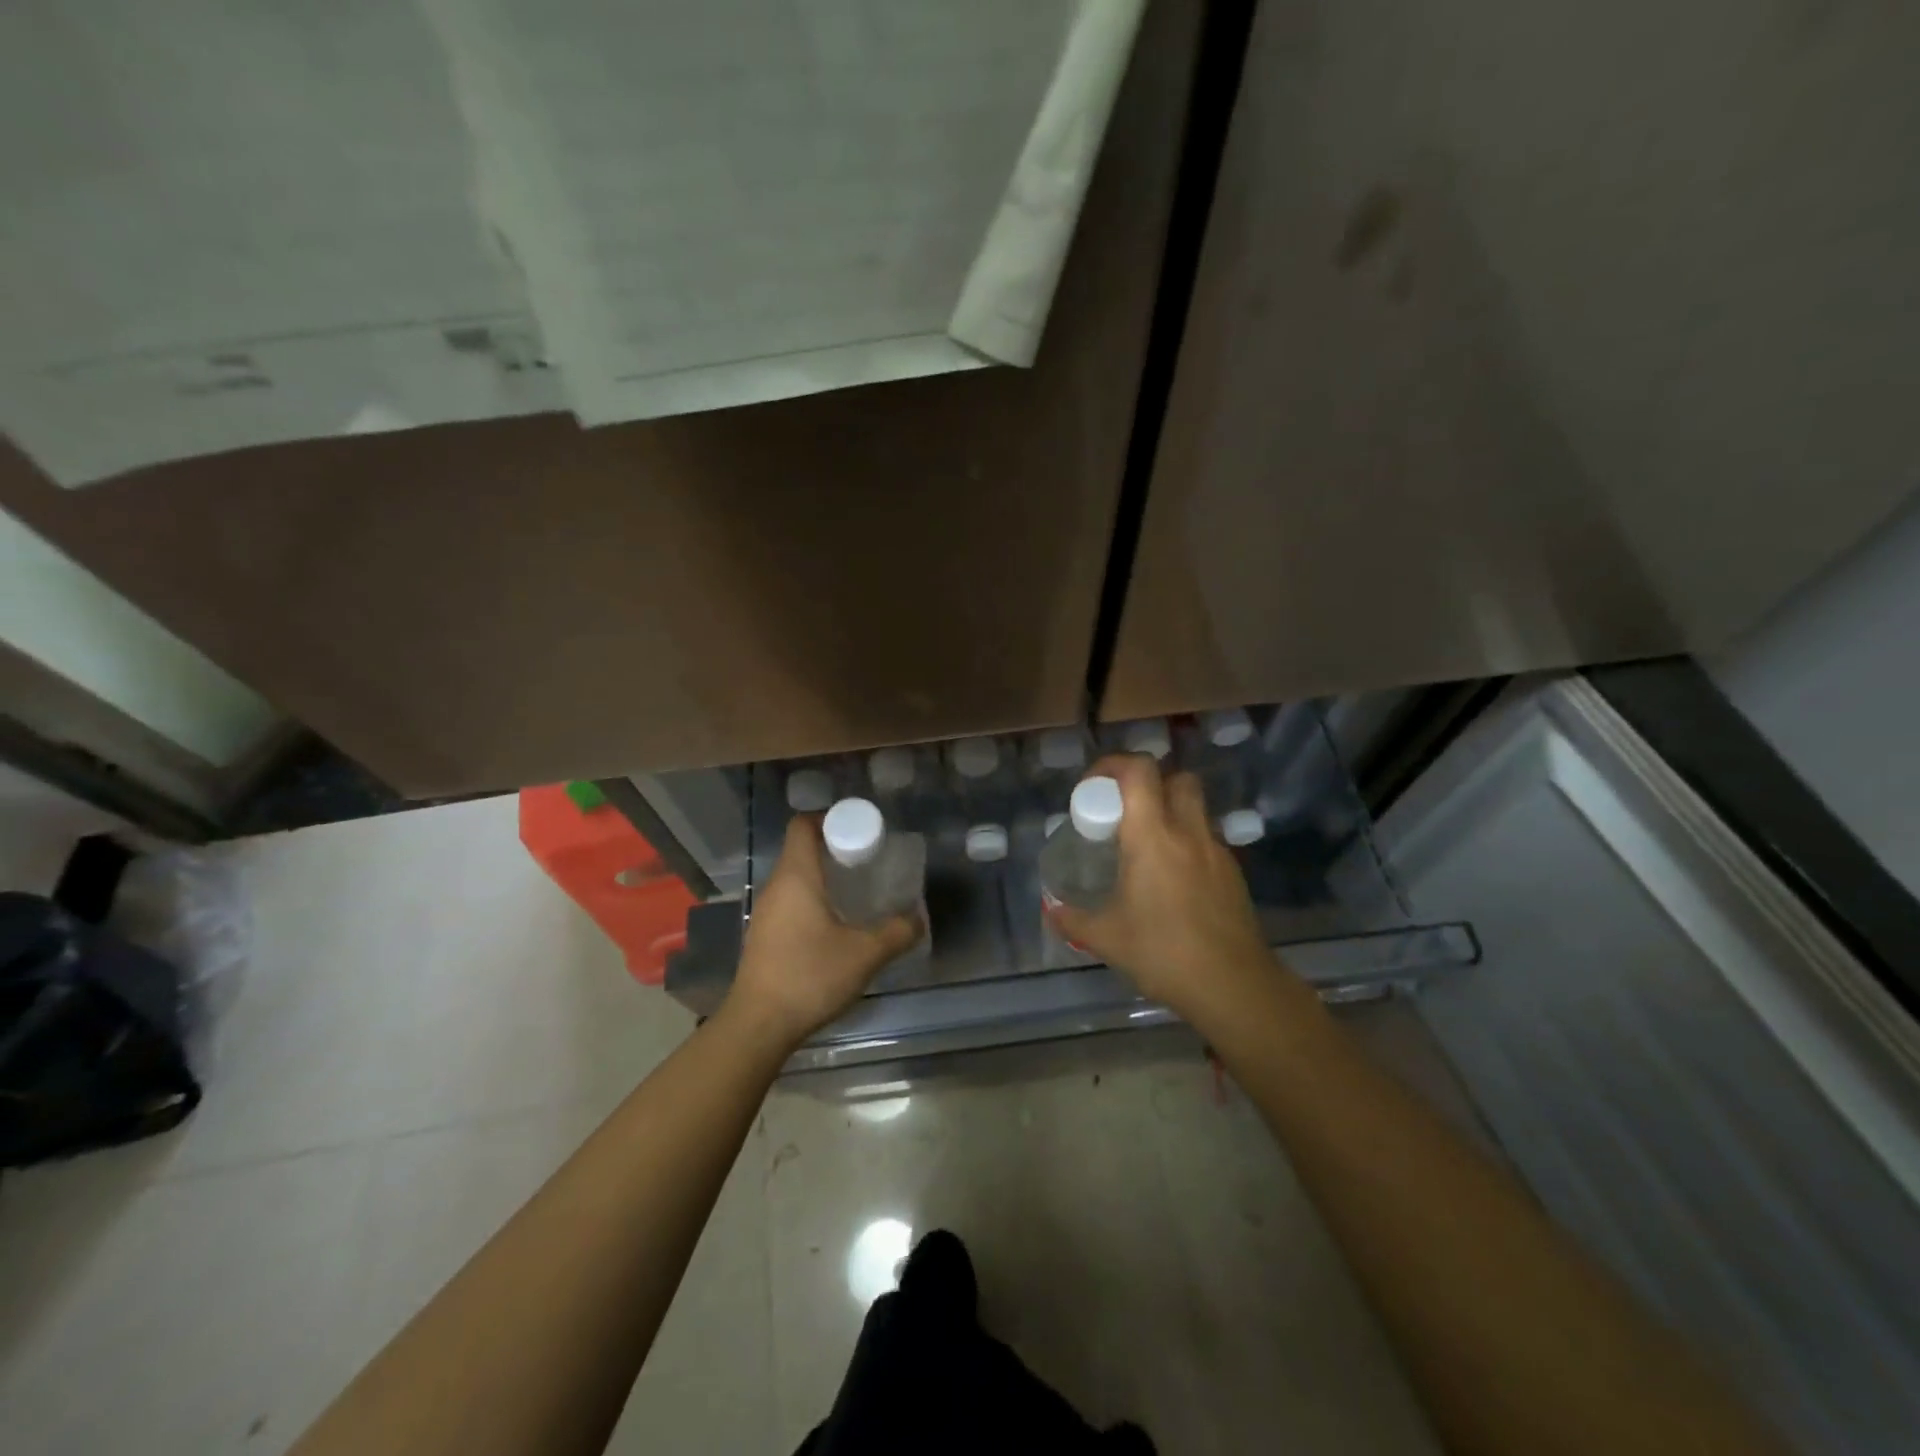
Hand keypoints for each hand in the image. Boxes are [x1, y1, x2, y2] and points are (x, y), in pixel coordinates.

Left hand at [723, 815, 921, 1052]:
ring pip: (795, 878)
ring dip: (823, 877)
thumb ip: (897, 932)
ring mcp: (766, 912)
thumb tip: (919, 917)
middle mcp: (776, 887)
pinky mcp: (763, 936)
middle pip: (801, 850)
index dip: (829, 818)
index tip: (858, 830)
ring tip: (856, 892)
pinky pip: (789, 902)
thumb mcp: (865, 954)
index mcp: (796, 877)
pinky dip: (812, 900)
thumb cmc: (810, 976)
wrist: (759, 1025)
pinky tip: (834, 925)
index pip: (803, 825)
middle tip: (867, 861)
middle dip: (833, 849)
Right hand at [1046, 754, 1276, 1023]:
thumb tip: (1052, 909)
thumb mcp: (1106, 938)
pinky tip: (1173, 880)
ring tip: (1147, 846)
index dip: (1113, 764)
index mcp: (1152, 836)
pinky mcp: (1233, 873)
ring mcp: (1216, 851)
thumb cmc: (1163, 953)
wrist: (1233, 986)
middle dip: (1149, 783)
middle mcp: (1188, 832)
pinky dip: (1187, 843)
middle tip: (1125, 811)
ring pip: (1196, 808)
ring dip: (1171, 811)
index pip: (1139, 771)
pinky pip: (1207, 840)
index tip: (1093, 786)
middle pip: (1176, 778)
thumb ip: (1073, 919)